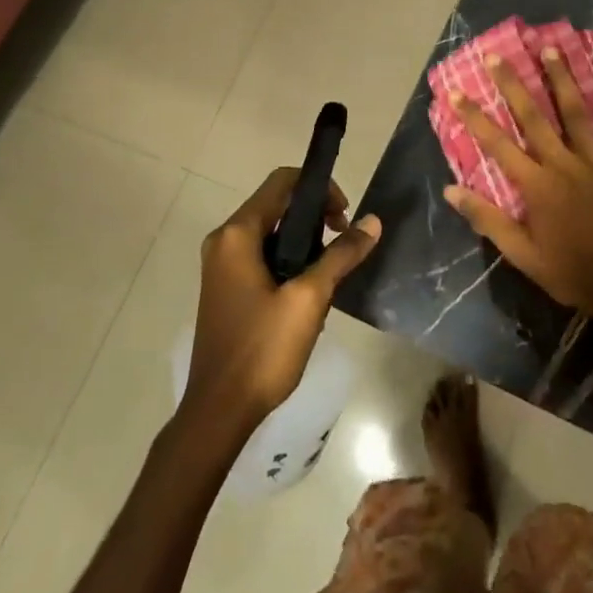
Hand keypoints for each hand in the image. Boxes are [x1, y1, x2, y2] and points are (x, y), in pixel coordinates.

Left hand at [186, 168, 381, 434]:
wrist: (220, 410)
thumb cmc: (263, 349)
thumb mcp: (310, 298)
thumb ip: (341, 254)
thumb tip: (373, 221)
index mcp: (237, 234)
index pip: (282, 183)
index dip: (319, 188)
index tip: (344, 217)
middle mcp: (224, 241)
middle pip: (276, 204)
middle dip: (315, 216)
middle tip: (344, 244)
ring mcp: (222, 266)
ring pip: (272, 232)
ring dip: (305, 241)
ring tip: (331, 272)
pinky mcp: (227, 288)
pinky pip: (262, 256)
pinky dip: (289, 260)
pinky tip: (310, 292)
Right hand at [444, 48, 592, 320]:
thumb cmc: (568, 271)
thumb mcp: (521, 253)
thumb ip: (487, 218)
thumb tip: (451, 189)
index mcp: (536, 185)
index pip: (497, 143)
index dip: (475, 116)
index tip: (456, 92)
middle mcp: (563, 164)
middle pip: (534, 116)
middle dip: (513, 83)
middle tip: (498, 55)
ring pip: (575, 112)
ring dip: (561, 79)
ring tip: (550, 49)